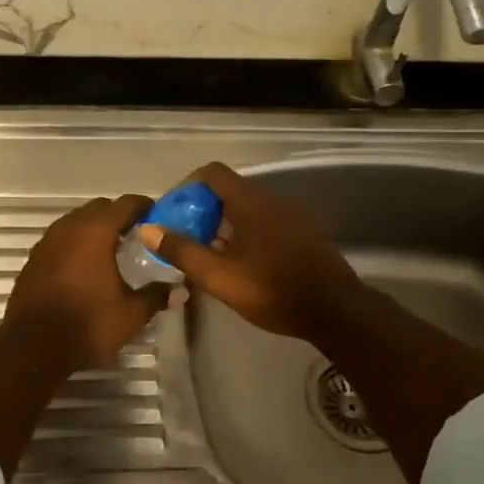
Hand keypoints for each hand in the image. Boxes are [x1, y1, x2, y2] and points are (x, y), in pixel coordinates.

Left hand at [6, 194, 167, 369]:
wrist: (31, 347)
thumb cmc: (87, 325)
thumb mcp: (131, 315)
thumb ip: (156, 296)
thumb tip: (180, 290)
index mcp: (96, 232)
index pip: (126, 204)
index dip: (145, 207)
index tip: (158, 218)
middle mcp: (70, 227)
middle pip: (99, 208)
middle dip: (118, 217)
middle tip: (137, 237)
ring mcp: (47, 241)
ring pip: (76, 222)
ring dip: (95, 230)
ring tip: (112, 253)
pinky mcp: (34, 259)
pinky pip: (61, 240)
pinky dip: (76, 245)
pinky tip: (85, 268)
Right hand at [138, 162, 365, 342]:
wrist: (335, 311)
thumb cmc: (272, 290)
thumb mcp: (219, 276)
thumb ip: (182, 251)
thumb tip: (148, 229)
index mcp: (250, 202)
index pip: (212, 173)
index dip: (186, 187)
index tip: (172, 214)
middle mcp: (271, 201)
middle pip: (227, 192)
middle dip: (201, 211)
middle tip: (184, 240)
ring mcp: (291, 217)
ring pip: (246, 210)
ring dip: (222, 226)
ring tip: (208, 256)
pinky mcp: (303, 235)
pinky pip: (264, 224)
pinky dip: (244, 235)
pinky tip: (240, 266)